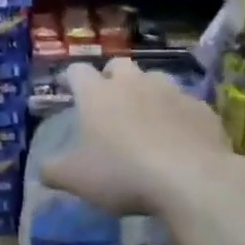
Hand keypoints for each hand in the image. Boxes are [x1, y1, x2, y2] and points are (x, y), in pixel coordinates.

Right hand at [40, 59, 228, 215]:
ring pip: (155, 79)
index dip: (72, 79)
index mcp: (97, 94)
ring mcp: (171, 91)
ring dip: (147, 92)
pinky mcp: (202, 108)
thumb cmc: (122, 173)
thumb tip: (42, 169)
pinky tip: (179, 138)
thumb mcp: (76, 179)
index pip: (77, 71)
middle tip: (109, 102)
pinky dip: (177, 115)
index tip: (69, 89)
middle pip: (119, 65)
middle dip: (112, 78)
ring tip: (146, 118)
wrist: (192, 179)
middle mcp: (133, 83)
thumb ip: (53, 171)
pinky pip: (185, 104)